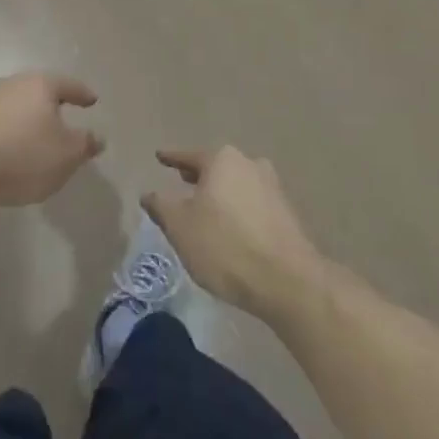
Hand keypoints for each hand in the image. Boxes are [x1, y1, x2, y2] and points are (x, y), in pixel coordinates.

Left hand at [0, 74, 103, 206]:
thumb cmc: (24, 155)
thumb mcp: (66, 154)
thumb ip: (85, 144)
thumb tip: (97, 137)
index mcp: (40, 84)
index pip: (68, 85)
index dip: (82, 94)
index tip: (92, 100)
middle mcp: (13, 83)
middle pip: (40, 90)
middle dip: (53, 104)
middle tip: (66, 116)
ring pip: (18, 104)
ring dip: (30, 117)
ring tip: (40, 135)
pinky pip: (1, 120)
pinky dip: (12, 130)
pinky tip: (15, 146)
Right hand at [143, 147, 327, 320]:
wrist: (289, 282)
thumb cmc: (226, 246)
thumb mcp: (180, 226)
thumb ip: (161, 206)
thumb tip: (149, 194)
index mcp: (222, 160)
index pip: (189, 156)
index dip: (171, 159)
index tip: (160, 157)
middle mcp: (249, 164)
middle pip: (216, 168)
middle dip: (199, 176)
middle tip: (182, 181)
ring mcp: (272, 188)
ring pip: (236, 186)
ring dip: (220, 195)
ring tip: (205, 210)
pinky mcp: (287, 215)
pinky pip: (252, 205)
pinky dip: (238, 211)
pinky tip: (231, 230)